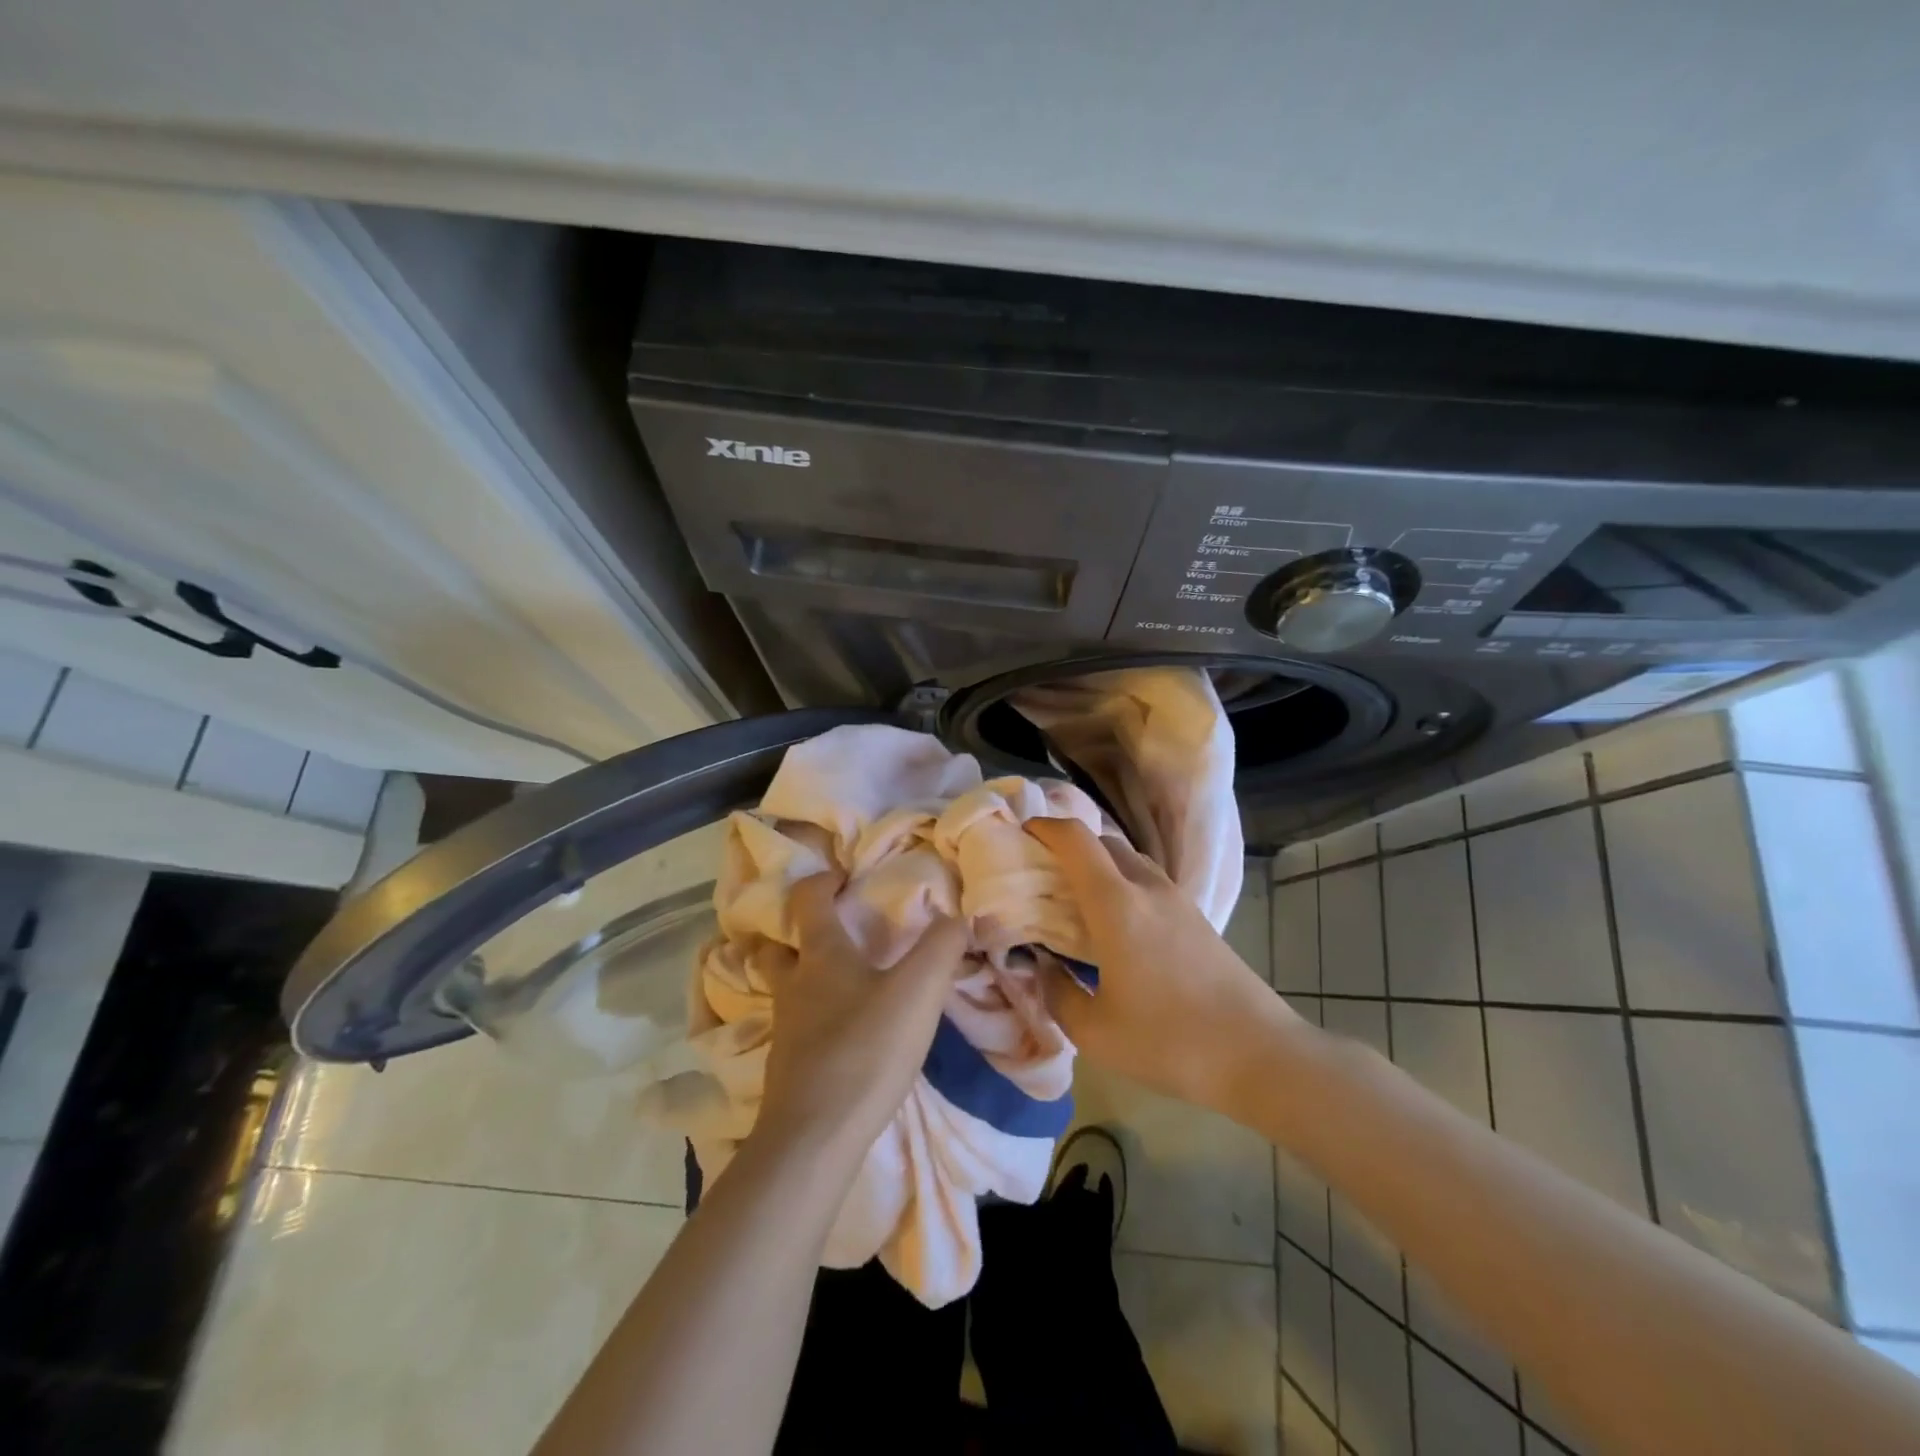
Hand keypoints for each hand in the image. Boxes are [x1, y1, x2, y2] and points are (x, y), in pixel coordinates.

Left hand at [756, 873, 968, 1158]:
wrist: (816, 1136)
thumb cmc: (866, 1050)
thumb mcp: (918, 992)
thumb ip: (942, 947)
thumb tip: (959, 915)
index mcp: (821, 955)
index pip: (808, 900)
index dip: (823, 881)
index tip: (844, 877)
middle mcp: (794, 984)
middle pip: (776, 946)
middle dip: (793, 930)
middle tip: (824, 928)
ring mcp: (785, 1027)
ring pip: (782, 987)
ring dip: (798, 974)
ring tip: (831, 978)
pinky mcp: (787, 1066)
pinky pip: (794, 1025)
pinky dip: (809, 1015)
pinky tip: (836, 1029)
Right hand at [1026, 817, 1300, 1109]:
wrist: (1258, 1055)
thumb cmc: (1168, 1041)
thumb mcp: (1094, 1031)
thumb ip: (1056, 992)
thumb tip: (1043, 967)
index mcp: (1116, 904)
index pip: (1075, 839)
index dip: (1044, 827)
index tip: (1020, 836)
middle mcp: (1146, 887)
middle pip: (1102, 841)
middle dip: (1068, 846)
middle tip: (1043, 874)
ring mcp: (1177, 899)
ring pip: (1129, 859)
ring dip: (1098, 864)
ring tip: (1076, 898)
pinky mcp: (1196, 917)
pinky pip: (1148, 881)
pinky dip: (1121, 883)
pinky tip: (1116, 923)